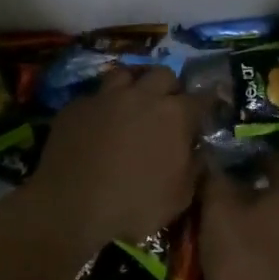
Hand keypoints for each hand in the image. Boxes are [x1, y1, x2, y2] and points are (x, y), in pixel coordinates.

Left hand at [29, 67, 202, 254]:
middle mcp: (142, 96)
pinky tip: (98, 123)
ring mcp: (106, 97)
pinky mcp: (76, 106)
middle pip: (163, 74)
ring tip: (131, 103)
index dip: (207, 103)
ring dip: (133, 85)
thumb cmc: (134, 205)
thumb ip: (194, 168)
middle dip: (169, 87)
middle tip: (167, 106)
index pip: (201, 98)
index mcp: (174, 115)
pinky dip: (102, 106)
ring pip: (125, 73)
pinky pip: (95, 97)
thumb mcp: (179, 197)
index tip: (208, 109)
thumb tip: (198, 151)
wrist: (70, 206)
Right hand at [198, 165, 278, 279]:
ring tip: (213, 230)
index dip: (238, 158)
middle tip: (208, 198)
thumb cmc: (248, 260)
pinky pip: (273, 248)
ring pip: (270, 221)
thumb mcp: (219, 213)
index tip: (213, 164)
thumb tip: (208, 155)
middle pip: (269, 191)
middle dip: (240, 193)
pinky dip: (253, 248)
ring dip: (245, 223)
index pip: (266, 158)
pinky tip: (231, 259)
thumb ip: (213, 179)